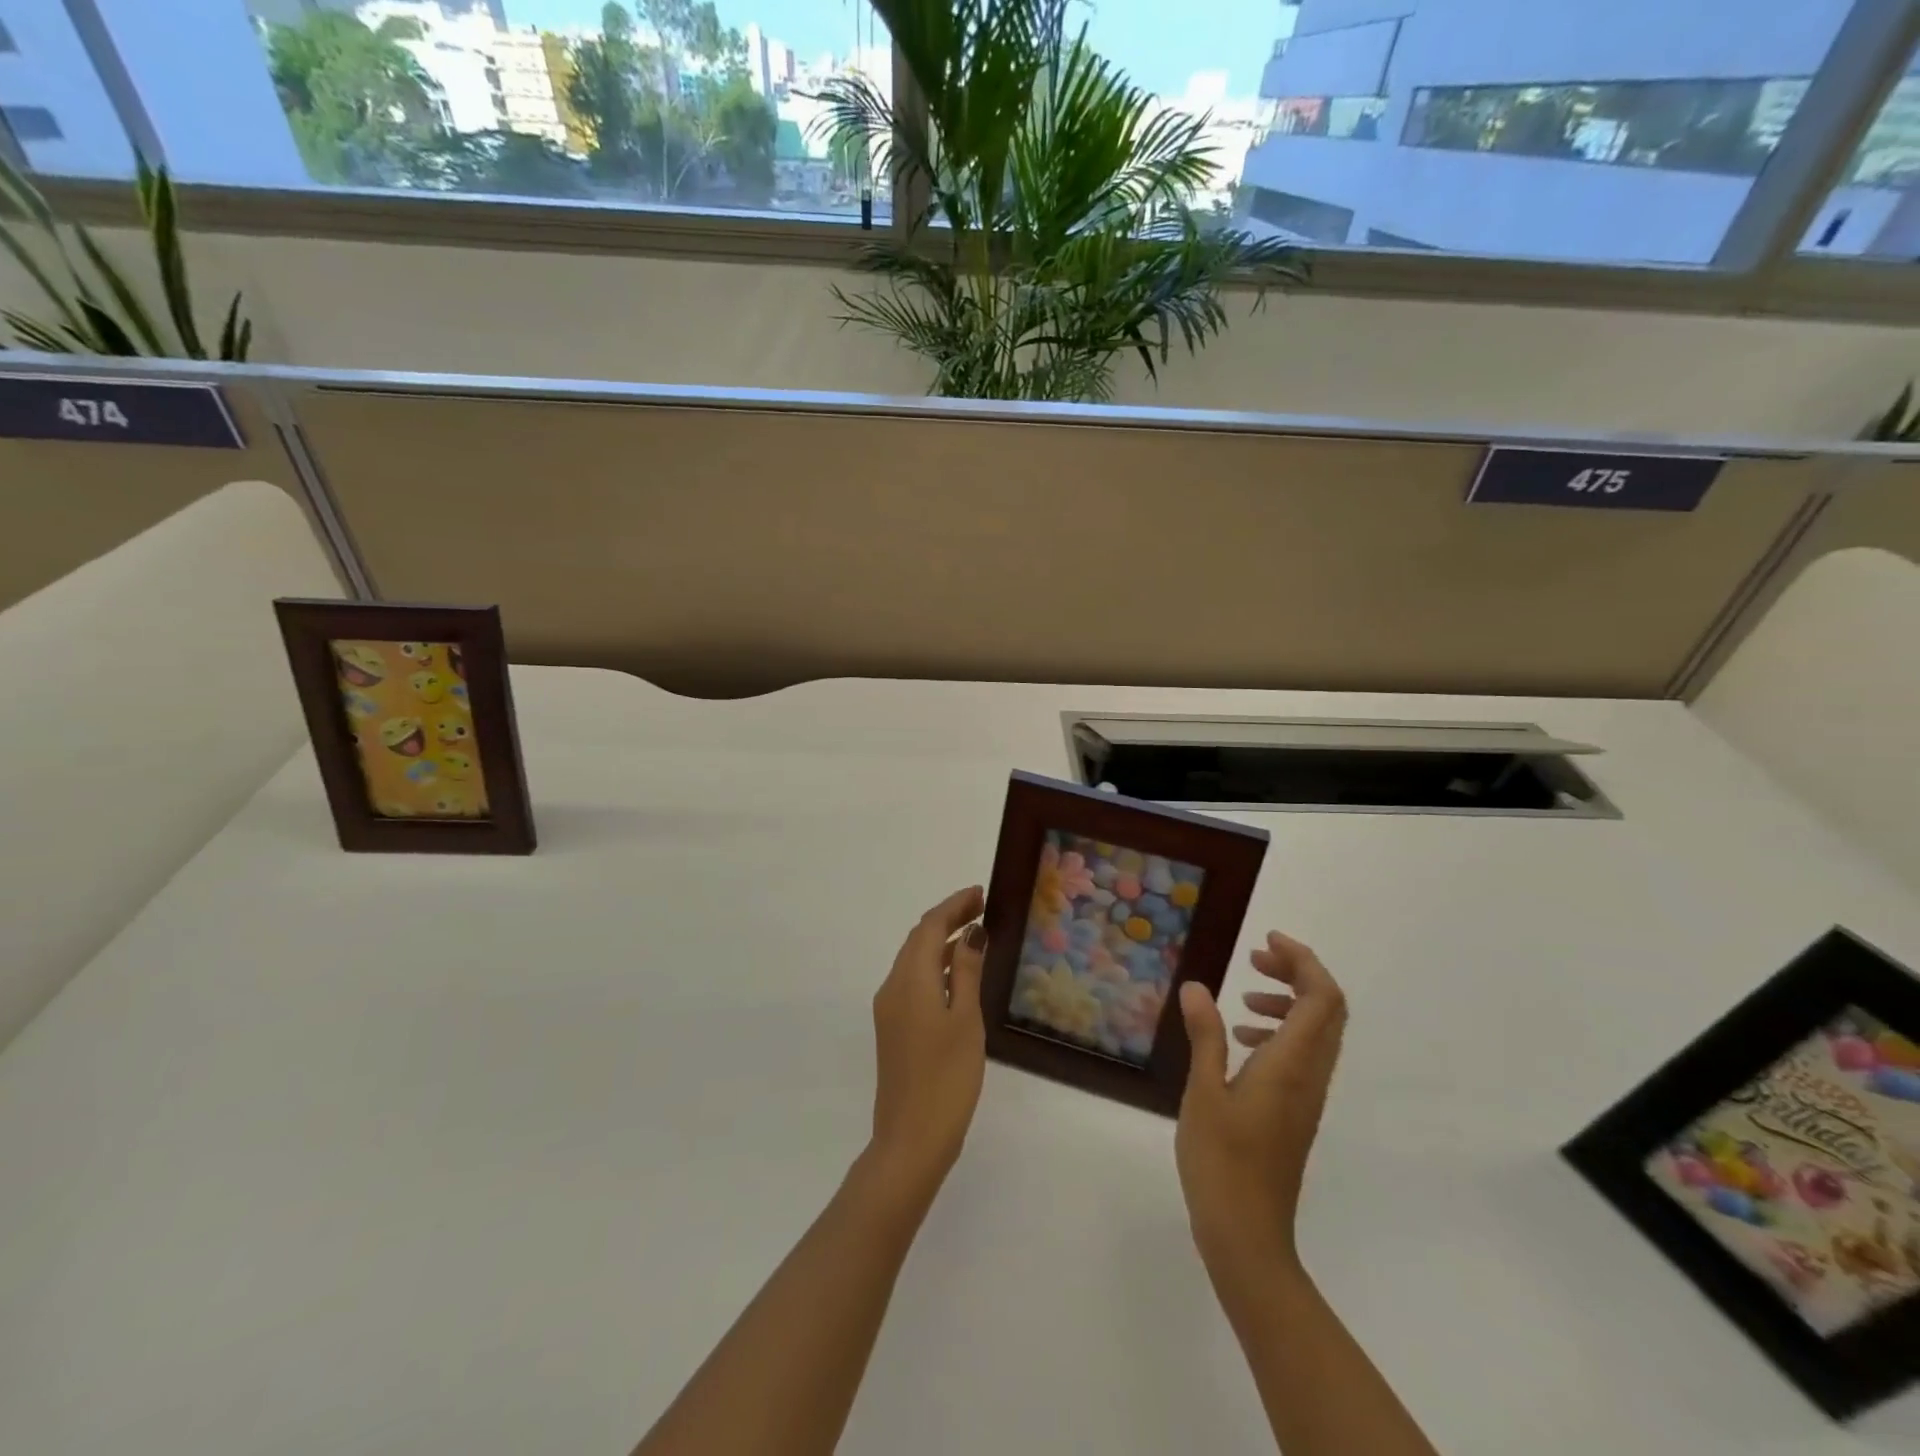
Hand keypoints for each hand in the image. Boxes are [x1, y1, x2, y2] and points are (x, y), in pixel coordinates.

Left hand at [865, 885, 987, 1201]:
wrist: (911, 1139)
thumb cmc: (947, 1078)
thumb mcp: (966, 1020)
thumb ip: (967, 972)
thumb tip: (972, 932)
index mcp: (910, 979)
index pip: (929, 926)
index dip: (954, 905)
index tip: (981, 893)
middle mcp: (893, 987)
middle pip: (918, 938)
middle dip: (947, 918)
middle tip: (981, 906)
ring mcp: (890, 1009)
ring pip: (914, 959)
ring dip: (941, 941)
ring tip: (975, 934)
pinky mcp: (894, 1028)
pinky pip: (913, 981)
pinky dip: (935, 966)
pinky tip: (958, 974)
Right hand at [1175, 931, 1347, 1274]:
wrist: (1248, 1234)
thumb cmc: (1222, 1160)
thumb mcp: (1204, 1090)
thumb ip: (1205, 1035)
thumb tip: (1198, 986)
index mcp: (1293, 1064)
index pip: (1322, 998)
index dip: (1303, 960)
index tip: (1266, 940)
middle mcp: (1311, 1075)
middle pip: (1328, 1009)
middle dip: (1297, 973)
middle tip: (1255, 958)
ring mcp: (1307, 1096)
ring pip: (1317, 1032)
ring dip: (1289, 1001)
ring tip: (1244, 995)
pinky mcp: (1296, 1112)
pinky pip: (1302, 1055)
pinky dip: (1280, 1031)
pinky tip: (1240, 1039)